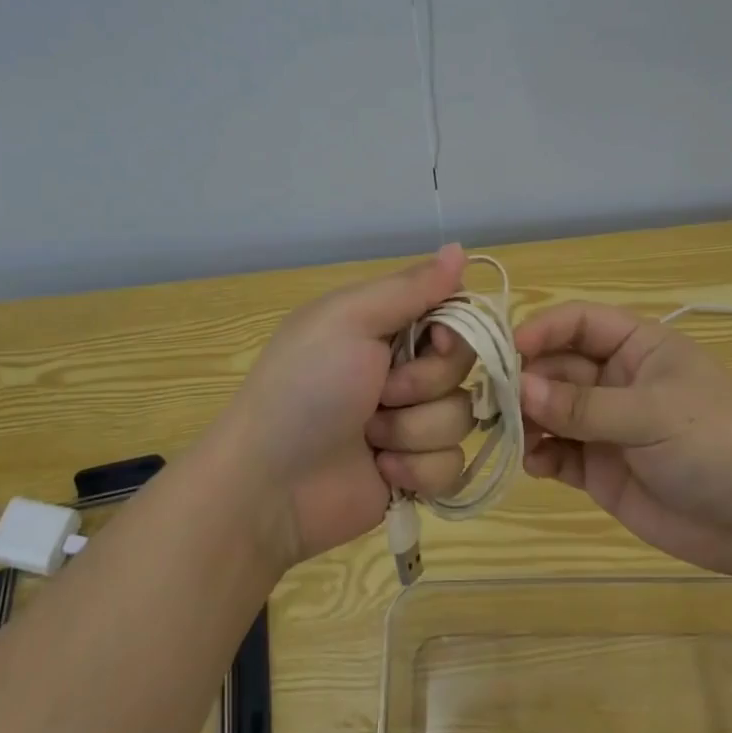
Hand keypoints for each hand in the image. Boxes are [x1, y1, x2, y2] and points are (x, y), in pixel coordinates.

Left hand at [219, 244, 480, 566]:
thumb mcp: (349, 320)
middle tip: (379, 393)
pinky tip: (381, 470)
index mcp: (384, 326)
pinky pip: (453, 465)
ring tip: (370, 437)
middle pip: (462, 368)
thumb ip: (410, 288)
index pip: (453, 314)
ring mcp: (409, 423)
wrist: (269, 484)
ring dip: (414, 430)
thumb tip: (460, 248)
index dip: (456, 331)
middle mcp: (401, 370)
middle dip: (423, 384)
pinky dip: (418, 469)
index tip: (437, 340)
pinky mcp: (414, 473)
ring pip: (460, 418)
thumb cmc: (304, 387)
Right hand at [515, 301, 731, 577]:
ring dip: (526, 419)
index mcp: (637, 348)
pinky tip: (536, 466)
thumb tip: (518, 388)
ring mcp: (605, 426)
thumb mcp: (652, 414)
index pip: (577, 323)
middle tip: (494, 402)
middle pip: (555, 366)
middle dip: (525, 380)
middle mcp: (615, 380)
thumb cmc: (716, 445)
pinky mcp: (600, 469)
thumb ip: (583, 405)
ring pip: (549, 410)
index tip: (505, 351)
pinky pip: (558, 454)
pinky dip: (540, 456)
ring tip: (508, 434)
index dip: (541, 330)